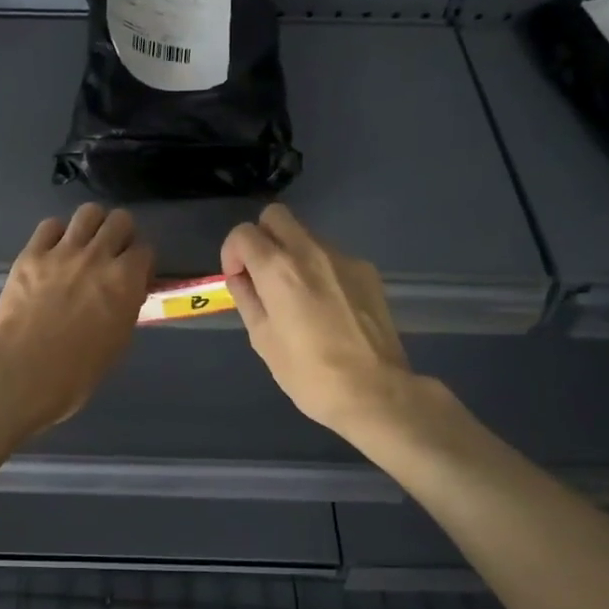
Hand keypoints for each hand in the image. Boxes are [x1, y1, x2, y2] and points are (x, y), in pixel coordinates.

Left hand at [0, 204, 153, 437]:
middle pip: (120, 220)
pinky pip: (49, 226)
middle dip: (121, 234)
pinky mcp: (31, 255)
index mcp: (125, 281)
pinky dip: (57, 234)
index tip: (135, 275)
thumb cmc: (77, 373)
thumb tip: (125, 295)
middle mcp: (98, 257)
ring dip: (92, 225)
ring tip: (85, 244)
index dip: (142, 262)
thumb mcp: (118, 343)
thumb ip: (125, 309)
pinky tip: (54, 251)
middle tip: (113, 254)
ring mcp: (62, 252)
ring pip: (88, 212)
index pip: (145, 250)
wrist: (22, 375)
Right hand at [222, 204, 428, 438]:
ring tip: (297, 297)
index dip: (232, 253)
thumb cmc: (309, 373)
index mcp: (278, 269)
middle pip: (276, 216)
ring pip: (305, 236)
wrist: (375, 392)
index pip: (243, 232)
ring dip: (291, 254)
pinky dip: (318, 269)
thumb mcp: (263, 340)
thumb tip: (241, 278)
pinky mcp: (367, 271)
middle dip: (261, 238)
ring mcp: (343, 258)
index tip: (239, 280)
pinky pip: (331, 257)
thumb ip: (247, 299)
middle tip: (262, 275)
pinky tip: (326, 306)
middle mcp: (310, 251)